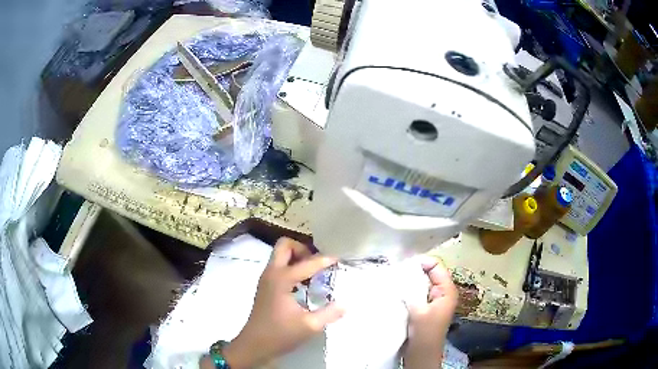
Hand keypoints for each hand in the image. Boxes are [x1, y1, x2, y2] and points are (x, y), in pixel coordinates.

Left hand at [202, 237, 343, 368]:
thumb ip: (329, 313)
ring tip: (314, 274)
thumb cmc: (280, 334)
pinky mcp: (265, 286)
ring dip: (297, 258)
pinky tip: (303, 285)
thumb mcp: (310, 325)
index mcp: (282, 279)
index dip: (325, 260)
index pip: (307, 263)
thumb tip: (345, 304)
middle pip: (285, 245)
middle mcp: (272, 273)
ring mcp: (266, 278)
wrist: (254, 345)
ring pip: (281, 255)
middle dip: (303, 249)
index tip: (339, 259)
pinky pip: (279, 266)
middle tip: (317, 265)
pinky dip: (291, 268)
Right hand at [403, 257, 457, 368]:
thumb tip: (400, 273)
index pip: (436, 266)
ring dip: (408, 281)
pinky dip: (406, 289)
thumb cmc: (424, 333)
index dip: (421, 262)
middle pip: (428, 273)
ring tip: (392, 279)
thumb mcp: (418, 310)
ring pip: (420, 282)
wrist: (421, 353)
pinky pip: (415, 292)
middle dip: (412, 270)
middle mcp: (441, 292)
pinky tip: (395, 290)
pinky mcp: (423, 307)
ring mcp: (432, 300)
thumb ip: (411, 291)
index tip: (402, 264)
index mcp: (447, 290)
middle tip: (394, 270)